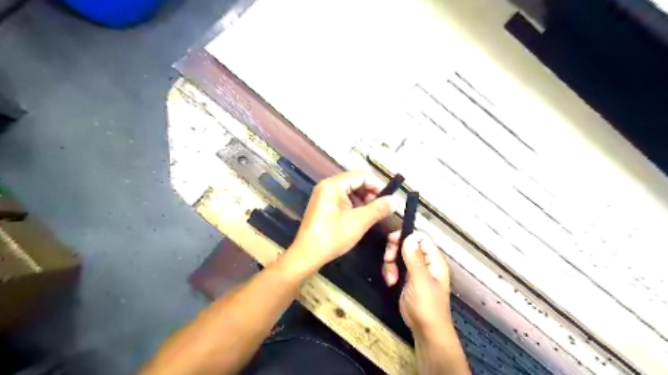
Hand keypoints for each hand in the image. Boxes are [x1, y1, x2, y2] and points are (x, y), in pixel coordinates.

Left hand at [292, 172, 395, 271]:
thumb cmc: (332, 237)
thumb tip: (396, 200)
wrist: (307, 255)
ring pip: (350, 190)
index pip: (362, 175)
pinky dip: (354, 205)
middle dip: (371, 193)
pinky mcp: (323, 205)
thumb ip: (378, 209)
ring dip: (364, 199)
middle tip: (383, 208)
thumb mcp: (359, 222)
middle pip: (355, 181)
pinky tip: (362, 216)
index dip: (378, 185)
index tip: (389, 199)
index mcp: (333, 185)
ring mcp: (324, 195)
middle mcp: (327, 185)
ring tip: (374, 214)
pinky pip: (343, 198)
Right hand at [381, 233, 452, 335]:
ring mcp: (415, 270)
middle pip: (406, 244)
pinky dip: (390, 272)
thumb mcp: (420, 281)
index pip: (420, 237)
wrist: (426, 331)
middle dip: (394, 251)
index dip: (406, 236)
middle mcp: (425, 262)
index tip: (392, 241)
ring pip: (398, 255)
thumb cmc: (427, 307)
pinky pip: (395, 266)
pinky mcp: (406, 278)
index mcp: (433, 260)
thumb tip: (409, 237)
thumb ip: (414, 259)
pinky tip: (391, 282)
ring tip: (391, 278)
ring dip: (390, 264)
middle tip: (388, 259)